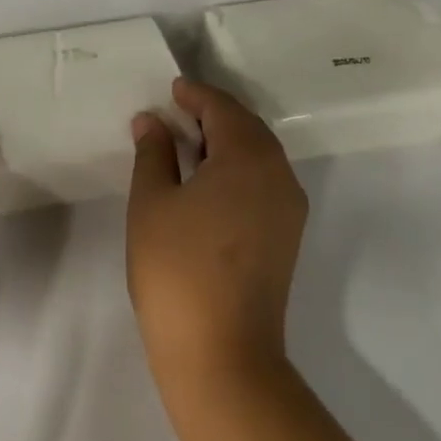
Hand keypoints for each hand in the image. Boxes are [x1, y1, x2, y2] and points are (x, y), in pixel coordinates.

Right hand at [127, 78, 307, 399]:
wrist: (221, 352)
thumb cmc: (176, 269)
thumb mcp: (152, 203)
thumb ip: (153, 154)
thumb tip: (152, 121)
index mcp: (248, 159)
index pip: (224, 110)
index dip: (196, 95)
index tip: (173, 88)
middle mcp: (279, 176)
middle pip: (249, 129)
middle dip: (214, 115)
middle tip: (178, 111)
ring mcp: (289, 210)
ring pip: (260, 157)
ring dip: (227, 142)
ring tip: (188, 143)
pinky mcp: (287, 237)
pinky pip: (264, 183)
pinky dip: (237, 169)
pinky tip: (208, 181)